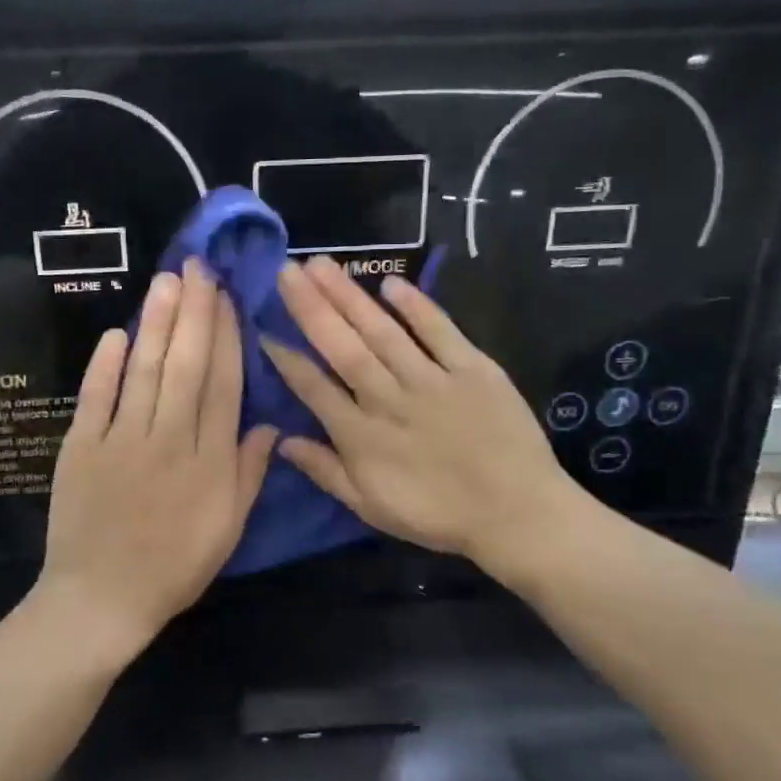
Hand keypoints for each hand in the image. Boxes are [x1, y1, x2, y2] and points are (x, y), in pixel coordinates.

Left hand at [39, 259, 277, 656]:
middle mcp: (169, 439)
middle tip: (198, 267)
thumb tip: (270, 425)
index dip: (227, 338)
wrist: (102, 598)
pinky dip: (106, 365)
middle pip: (186, 366)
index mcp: (209, 460)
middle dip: (195, 313)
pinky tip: (117, 333)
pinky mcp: (82, 447)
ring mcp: (121, 440)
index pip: (223, 385)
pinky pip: (96, 397)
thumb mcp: (228, 528)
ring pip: (145, 371)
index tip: (229, 299)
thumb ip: (249, 473)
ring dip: (157, 324)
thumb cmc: (174, 566)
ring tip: (167, 282)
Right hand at [262, 255, 600, 581]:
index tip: (263, 326)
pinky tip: (391, 283)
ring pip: (382, 331)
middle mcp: (388, 398)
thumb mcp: (371, 507)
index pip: (313, 387)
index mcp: (361, 435)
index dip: (285, 358)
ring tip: (321, 264)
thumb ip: (325, 471)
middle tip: (286, 270)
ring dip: (350, 296)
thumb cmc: (438, 515)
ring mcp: (431, 379)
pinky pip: (440, 331)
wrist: (516, 514)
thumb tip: (282, 440)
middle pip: (343, 346)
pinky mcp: (472, 368)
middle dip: (311, 307)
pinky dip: (417, 306)